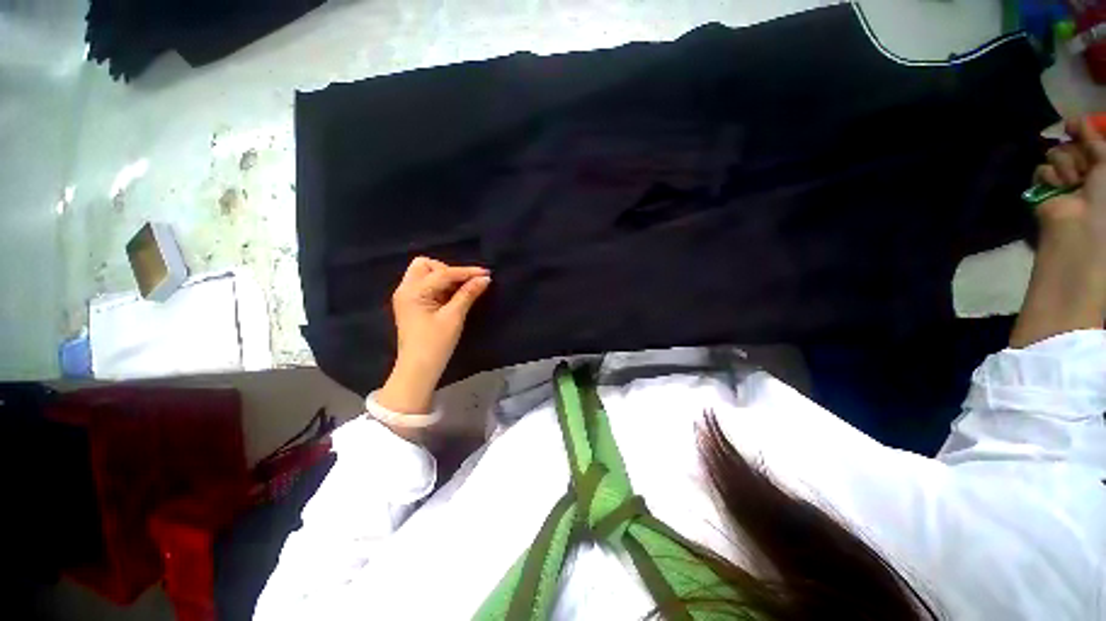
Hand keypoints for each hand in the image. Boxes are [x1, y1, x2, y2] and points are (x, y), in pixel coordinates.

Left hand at [377, 257, 490, 415]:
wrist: (418, 370)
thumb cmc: (435, 344)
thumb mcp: (454, 317)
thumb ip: (468, 294)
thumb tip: (484, 279)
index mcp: (413, 292)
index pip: (443, 273)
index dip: (466, 272)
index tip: (486, 273)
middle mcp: (405, 289)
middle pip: (425, 265)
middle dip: (447, 270)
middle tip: (464, 284)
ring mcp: (407, 297)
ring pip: (425, 274)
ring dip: (444, 278)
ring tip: (461, 291)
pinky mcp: (412, 305)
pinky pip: (426, 286)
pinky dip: (441, 287)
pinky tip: (453, 296)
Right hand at [1034, 117, 1105, 248]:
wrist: (1083, 224)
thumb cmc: (1104, 193)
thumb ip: (1093, 137)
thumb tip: (1073, 120)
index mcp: (1099, 164)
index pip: (1087, 138)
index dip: (1081, 129)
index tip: (1072, 125)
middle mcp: (1082, 169)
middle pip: (1070, 144)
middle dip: (1075, 152)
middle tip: (1084, 169)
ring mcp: (1062, 179)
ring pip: (1056, 154)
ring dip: (1065, 165)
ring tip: (1072, 182)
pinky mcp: (1043, 188)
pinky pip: (1042, 170)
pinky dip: (1050, 177)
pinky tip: (1058, 187)